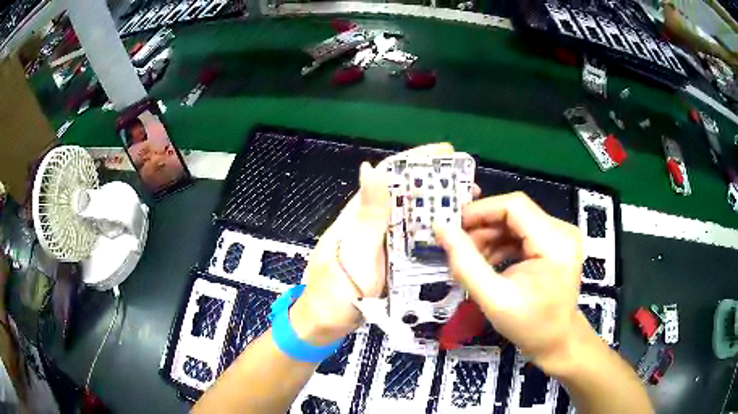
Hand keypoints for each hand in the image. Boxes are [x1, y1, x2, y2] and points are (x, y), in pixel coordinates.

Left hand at [291, 143, 454, 345]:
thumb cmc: (337, 288)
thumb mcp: (356, 250)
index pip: (389, 175)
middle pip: (406, 194)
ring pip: (412, 216)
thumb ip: (368, 214)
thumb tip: (370, 167)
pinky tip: (450, 236)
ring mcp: (381, 241)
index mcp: (361, 212)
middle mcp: (372, 221)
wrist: (326, 322)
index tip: (446, 152)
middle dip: (435, 185)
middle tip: (468, 186)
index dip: (416, 160)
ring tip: (467, 208)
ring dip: (437, 208)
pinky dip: (432, 233)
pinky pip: (413, 240)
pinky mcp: (389, 259)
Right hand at [434, 192, 586, 373]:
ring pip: (516, 221)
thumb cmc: (530, 326)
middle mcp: (562, 230)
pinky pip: (522, 233)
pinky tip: (488, 262)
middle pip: (515, 212)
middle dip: (483, 227)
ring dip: (490, 236)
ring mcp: (560, 236)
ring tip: (472, 260)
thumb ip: (465, 263)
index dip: (481, 211)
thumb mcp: (494, 299)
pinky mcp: (555, 243)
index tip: (453, 227)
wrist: (557, 341)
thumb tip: (441, 227)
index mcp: (555, 242)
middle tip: (458, 248)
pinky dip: (501, 244)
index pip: (514, 206)